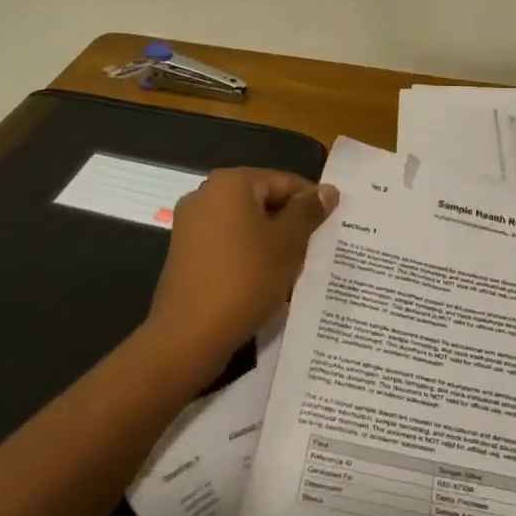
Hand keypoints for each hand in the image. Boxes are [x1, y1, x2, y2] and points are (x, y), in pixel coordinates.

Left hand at [143, 168, 338, 383]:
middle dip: (290, 222)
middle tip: (315, 248)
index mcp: (230, 183)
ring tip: (294, 266)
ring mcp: (190, 224)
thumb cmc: (246, 278)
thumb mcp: (289, 242)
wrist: (190, 334)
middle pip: (262, 200)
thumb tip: (328, 191)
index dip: (311, 202)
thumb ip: (308, 212)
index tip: (331, 226)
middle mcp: (205, 194)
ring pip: (245, 223)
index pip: (284, 182)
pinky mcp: (185, 252)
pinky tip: (264, 278)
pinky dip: (248, 254)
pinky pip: (227, 242)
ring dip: (270, 240)